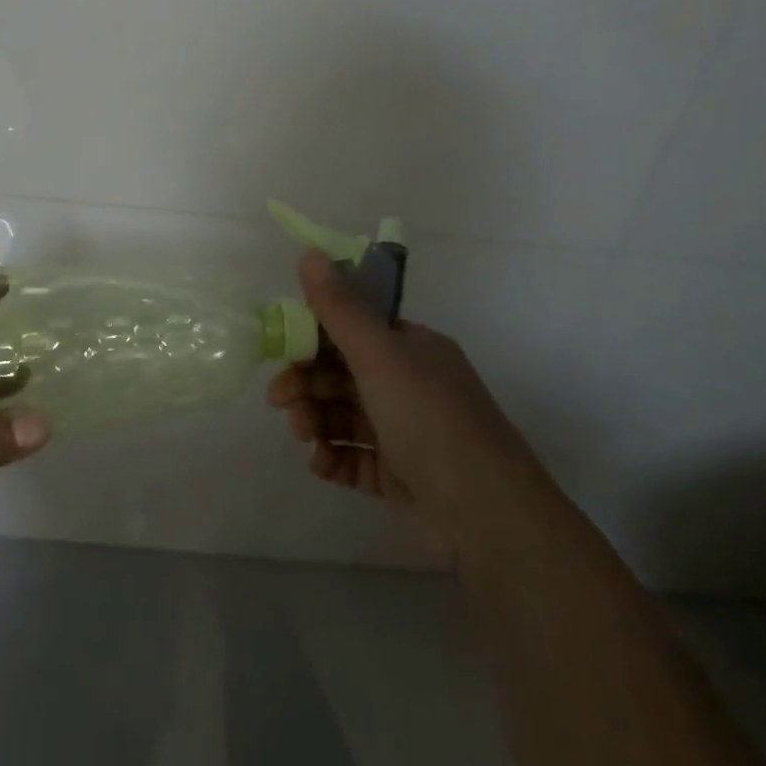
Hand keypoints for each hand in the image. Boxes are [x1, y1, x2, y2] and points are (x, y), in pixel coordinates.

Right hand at [267, 250, 529, 560]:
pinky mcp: (400, 475)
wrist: (487, 513)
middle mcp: (409, 384)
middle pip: (342, 375)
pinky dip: (334, 458)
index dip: (313, 338)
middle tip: (279, 401)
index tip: (282, 349)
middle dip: (307, 384)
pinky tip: (321, 465)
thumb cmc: (429, 419)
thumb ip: (338, 308)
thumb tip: (308, 252)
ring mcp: (405, 432)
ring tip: (304, 437)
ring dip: (316, 421)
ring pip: (344, 417)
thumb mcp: (380, 355)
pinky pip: (355, 458)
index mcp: (412, 348)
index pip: (353, 330)